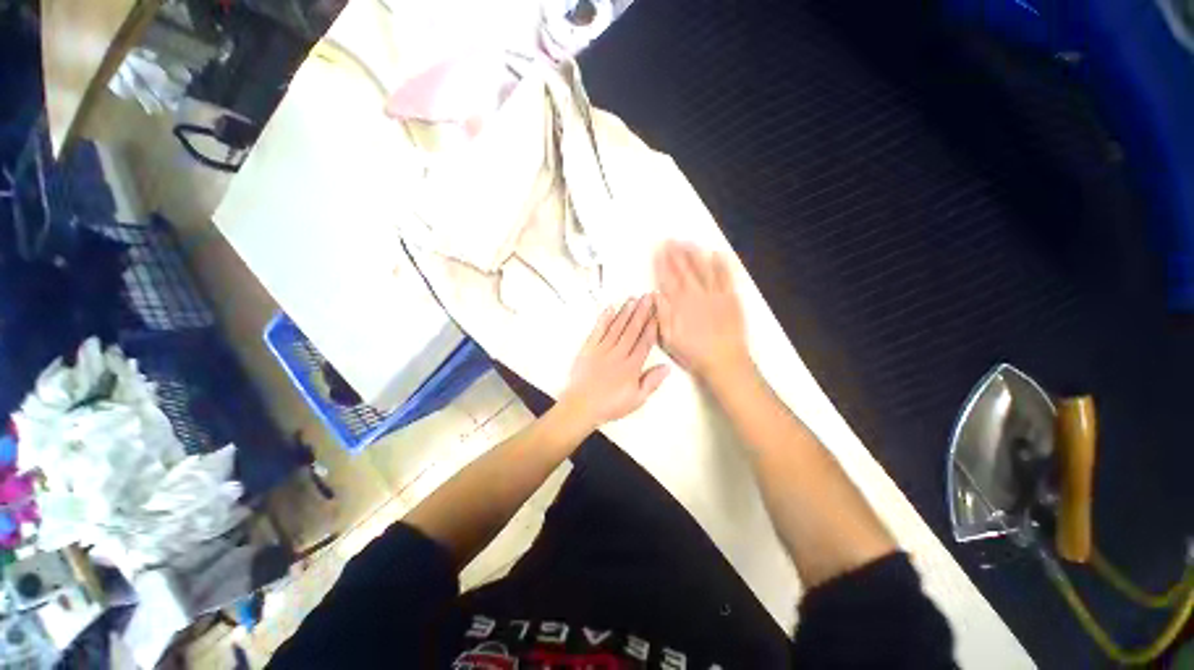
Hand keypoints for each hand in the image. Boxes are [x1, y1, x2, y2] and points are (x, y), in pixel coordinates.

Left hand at [558, 296, 669, 429]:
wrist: (581, 406)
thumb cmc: (609, 405)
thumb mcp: (637, 399)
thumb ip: (652, 382)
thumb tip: (666, 368)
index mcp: (631, 366)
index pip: (645, 341)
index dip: (652, 326)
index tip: (657, 313)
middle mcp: (618, 354)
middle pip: (632, 329)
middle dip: (641, 312)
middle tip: (648, 297)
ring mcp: (602, 350)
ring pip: (617, 326)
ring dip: (626, 312)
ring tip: (633, 299)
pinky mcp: (588, 349)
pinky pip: (598, 330)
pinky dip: (604, 319)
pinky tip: (610, 309)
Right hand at [654, 241, 750, 380]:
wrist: (725, 361)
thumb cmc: (694, 353)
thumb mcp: (669, 339)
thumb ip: (661, 316)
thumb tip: (654, 295)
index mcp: (680, 305)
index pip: (668, 279)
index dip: (662, 264)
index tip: (658, 251)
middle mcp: (696, 296)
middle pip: (684, 270)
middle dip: (676, 254)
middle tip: (670, 240)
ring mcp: (715, 295)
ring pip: (704, 269)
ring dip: (695, 254)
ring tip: (688, 242)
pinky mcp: (731, 299)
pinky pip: (726, 277)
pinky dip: (722, 265)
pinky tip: (717, 254)